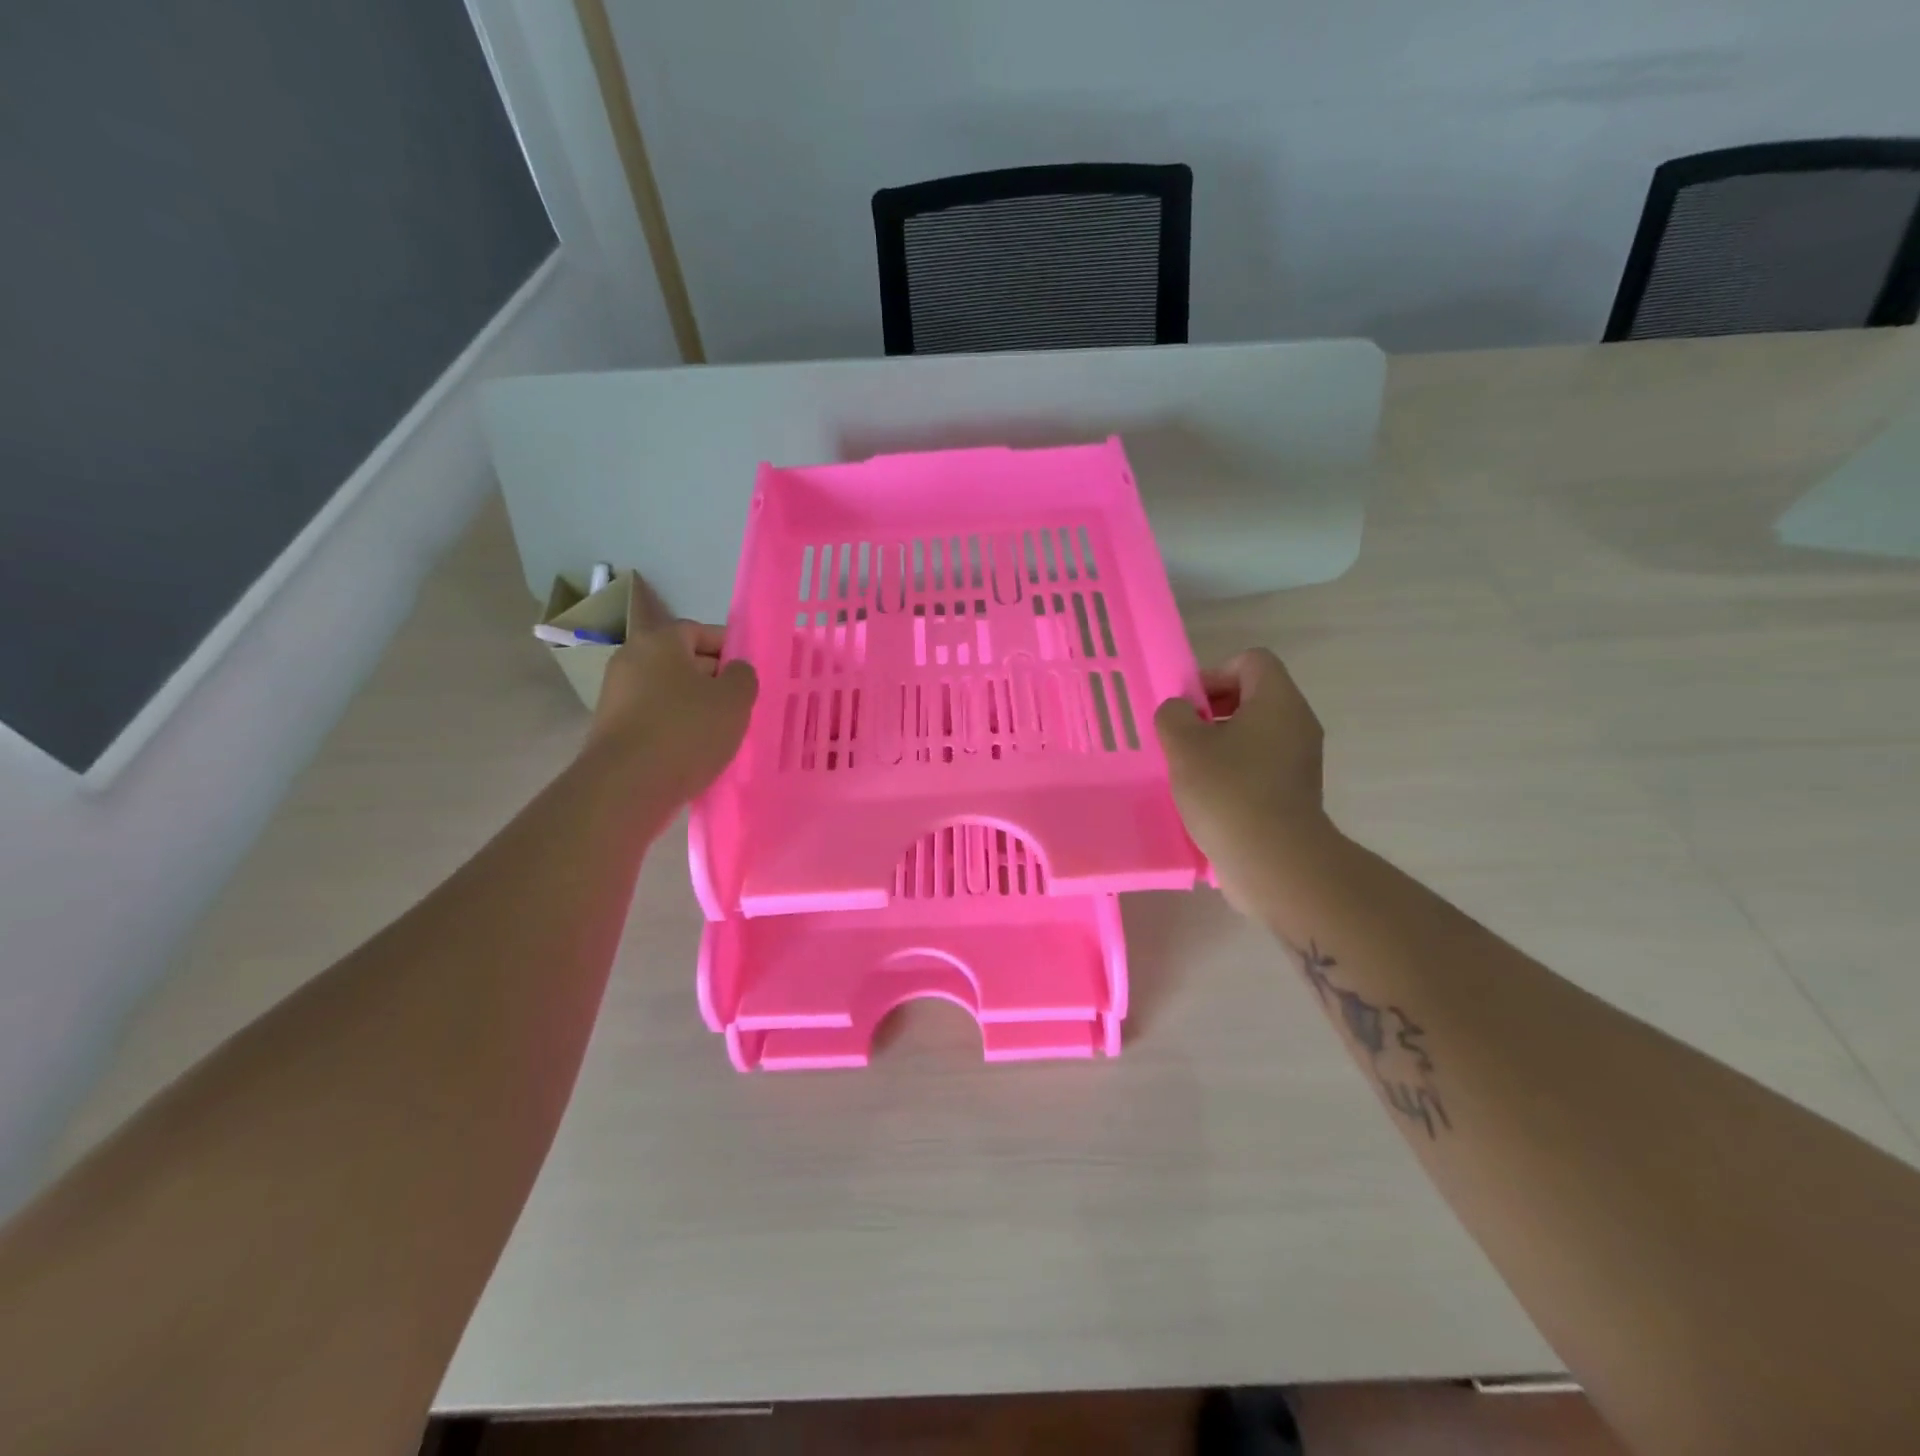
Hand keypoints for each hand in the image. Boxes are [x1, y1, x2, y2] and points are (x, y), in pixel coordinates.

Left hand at [588, 621, 757, 798]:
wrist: (627, 786)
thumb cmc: (686, 730)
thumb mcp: (734, 699)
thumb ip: (743, 676)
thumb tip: (735, 670)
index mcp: (660, 641)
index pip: (700, 631)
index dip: (729, 648)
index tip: (748, 673)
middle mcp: (631, 659)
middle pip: (681, 660)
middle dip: (713, 678)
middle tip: (740, 702)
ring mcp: (616, 694)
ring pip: (668, 691)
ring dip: (694, 705)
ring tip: (722, 729)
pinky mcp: (612, 727)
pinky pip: (654, 716)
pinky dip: (675, 726)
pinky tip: (695, 748)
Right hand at [1154, 649, 1335, 908]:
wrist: (1275, 862)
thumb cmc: (1228, 792)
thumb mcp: (1185, 746)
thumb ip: (1174, 716)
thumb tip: (1180, 711)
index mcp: (1277, 701)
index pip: (1251, 661)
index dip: (1214, 674)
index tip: (1189, 707)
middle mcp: (1296, 723)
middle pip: (1252, 696)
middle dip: (1211, 711)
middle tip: (1181, 737)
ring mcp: (1299, 760)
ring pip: (1254, 733)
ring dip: (1218, 743)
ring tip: (1189, 770)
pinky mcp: (1294, 792)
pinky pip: (1259, 765)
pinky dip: (1233, 771)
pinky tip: (1207, 796)